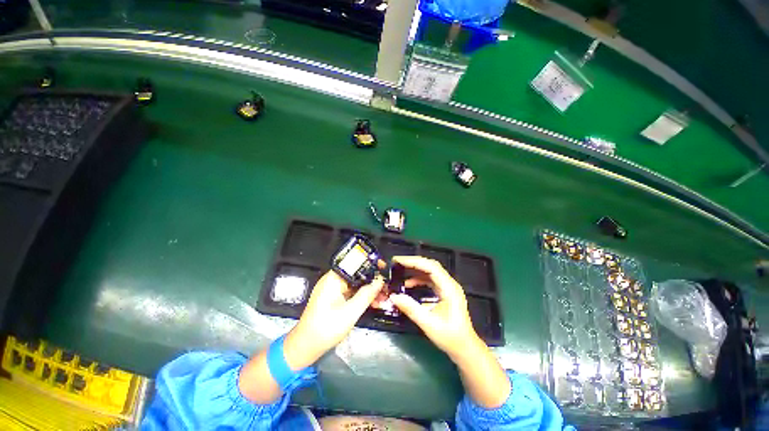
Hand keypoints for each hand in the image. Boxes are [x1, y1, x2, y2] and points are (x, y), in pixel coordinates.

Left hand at [283, 270, 384, 370]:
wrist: (305, 348)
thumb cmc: (326, 328)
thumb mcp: (350, 312)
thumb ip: (366, 294)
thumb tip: (380, 281)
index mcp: (333, 278)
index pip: (354, 263)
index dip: (369, 263)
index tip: (383, 266)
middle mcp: (333, 280)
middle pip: (356, 274)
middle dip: (372, 279)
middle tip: (386, 285)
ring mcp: (333, 289)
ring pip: (355, 284)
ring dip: (368, 289)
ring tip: (383, 297)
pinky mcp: (334, 298)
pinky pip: (351, 292)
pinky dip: (361, 296)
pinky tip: (373, 303)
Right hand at [389, 256, 510, 408]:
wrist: (465, 348)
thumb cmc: (450, 337)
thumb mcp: (428, 324)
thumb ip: (411, 308)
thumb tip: (393, 296)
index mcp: (449, 288)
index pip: (431, 267)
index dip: (414, 261)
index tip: (398, 260)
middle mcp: (449, 284)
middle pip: (430, 266)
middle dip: (413, 262)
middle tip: (397, 262)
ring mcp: (448, 287)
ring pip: (430, 271)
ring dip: (415, 269)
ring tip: (400, 270)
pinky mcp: (444, 292)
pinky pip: (430, 279)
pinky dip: (419, 279)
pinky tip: (408, 284)